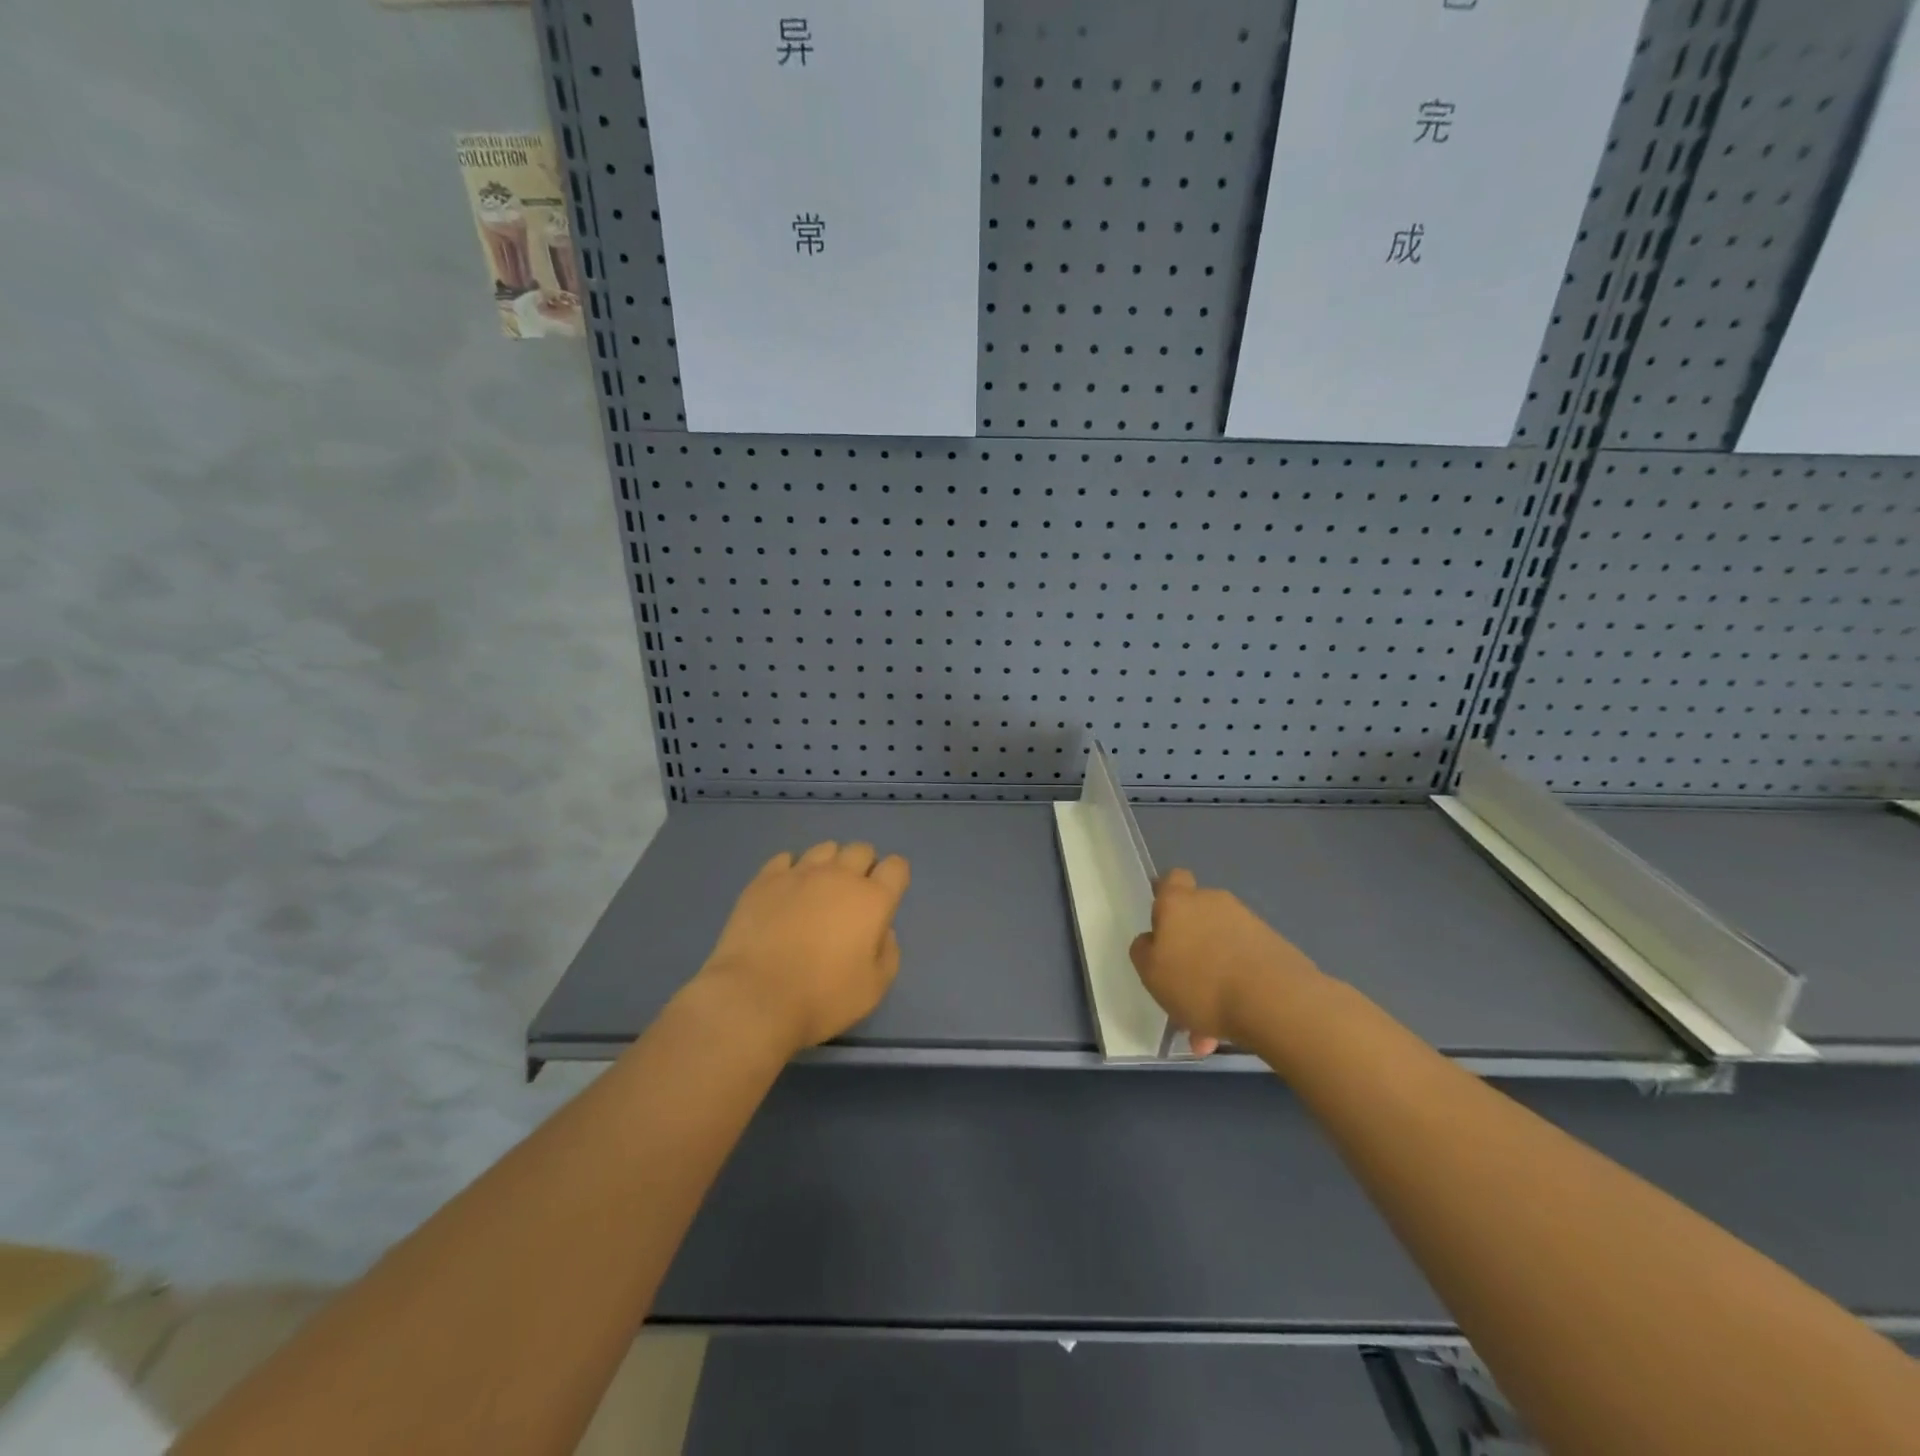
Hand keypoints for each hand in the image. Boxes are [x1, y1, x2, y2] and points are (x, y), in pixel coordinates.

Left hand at [695, 841, 910, 1056]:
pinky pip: (785, 858)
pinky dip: (792, 870)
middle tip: (852, 897)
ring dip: (829, 864)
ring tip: (818, 890)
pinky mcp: (765, 879)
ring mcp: (799, 873)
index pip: (896, 867)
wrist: (755, 997)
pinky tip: (786, 891)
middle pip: (861, 850)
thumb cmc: (822, 998)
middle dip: (863, 866)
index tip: (885, 899)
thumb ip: (888, 953)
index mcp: (872, 899)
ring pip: (824, 848)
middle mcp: (839, 876)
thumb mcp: (874, 988)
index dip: (894, 878)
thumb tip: (882, 931)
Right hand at [1129, 869, 1320, 1055]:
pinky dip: (1234, 991)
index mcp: (1178, 902)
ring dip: (1211, 980)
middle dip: (1189, 951)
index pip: (1171, 880)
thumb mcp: (1151, 972)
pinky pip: (1243, 967)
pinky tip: (1230, 1029)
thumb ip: (1144, 951)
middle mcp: (1214, 903)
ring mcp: (1248, 924)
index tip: (1161, 924)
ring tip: (1206, 1026)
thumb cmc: (1199, 982)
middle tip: (1180, 990)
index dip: (1165, 896)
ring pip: (1219, 950)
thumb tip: (1152, 941)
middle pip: (1196, 919)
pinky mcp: (1275, 948)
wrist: (1276, 1001)